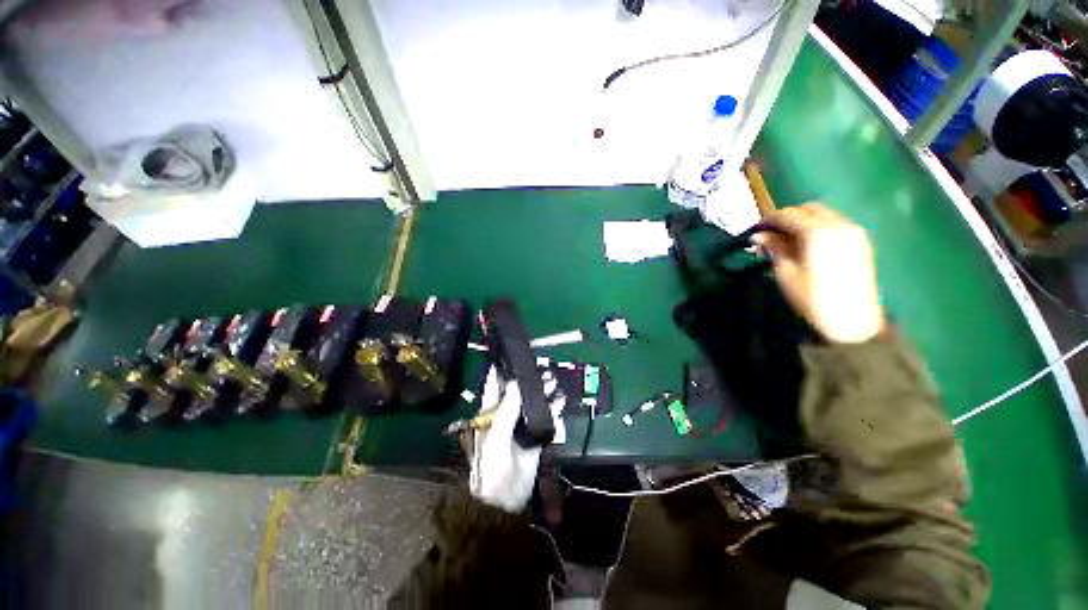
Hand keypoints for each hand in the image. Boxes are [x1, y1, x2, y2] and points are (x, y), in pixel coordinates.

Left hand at [468, 367, 559, 512]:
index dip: (500, 374)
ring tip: (552, 379)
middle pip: (517, 394)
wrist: (504, 500)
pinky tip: (560, 399)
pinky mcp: (535, 438)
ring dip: (542, 392)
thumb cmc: (492, 466)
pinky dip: (553, 409)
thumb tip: (515, 384)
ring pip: (532, 404)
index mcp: (490, 416)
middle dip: (527, 381)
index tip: (509, 358)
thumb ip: (506, 410)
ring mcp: (521, 428)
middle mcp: (505, 418)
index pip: (494, 389)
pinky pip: (545, 419)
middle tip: (540, 367)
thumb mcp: (495, 437)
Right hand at [753, 204, 884, 343]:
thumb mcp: (785, 272)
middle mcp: (838, 224)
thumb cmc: (811, 297)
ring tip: (789, 240)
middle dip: (788, 217)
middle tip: (771, 234)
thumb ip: (775, 247)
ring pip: (824, 214)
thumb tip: (759, 235)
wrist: (852, 320)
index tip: (755, 230)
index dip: (769, 220)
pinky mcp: (861, 241)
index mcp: (817, 231)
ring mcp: (853, 231)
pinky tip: (809, 244)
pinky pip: (836, 223)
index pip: (788, 214)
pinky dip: (819, 227)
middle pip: (809, 208)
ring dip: (804, 221)